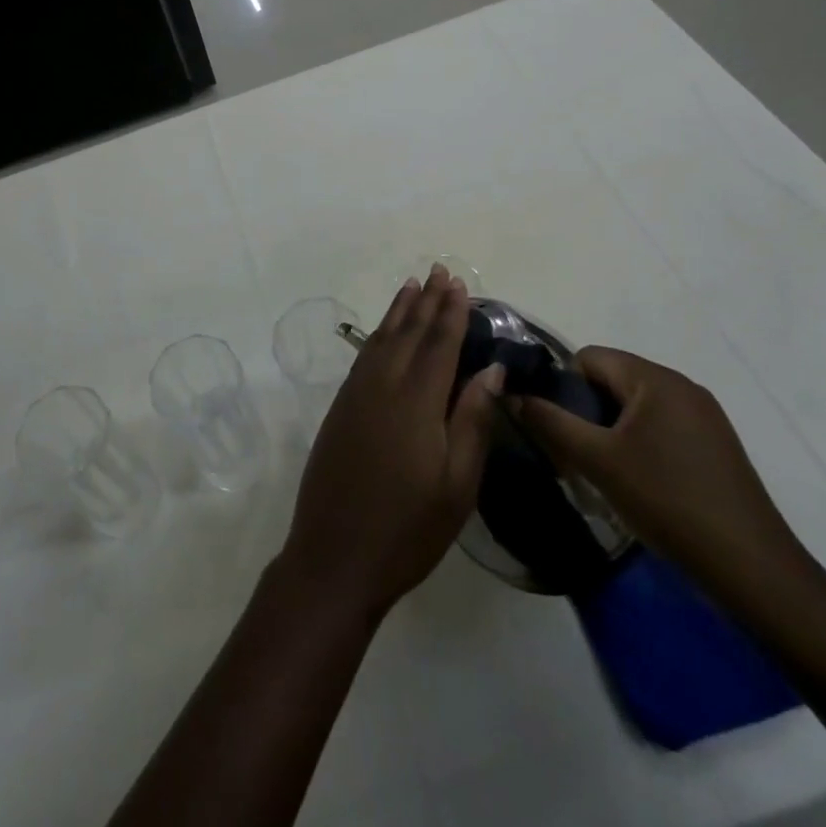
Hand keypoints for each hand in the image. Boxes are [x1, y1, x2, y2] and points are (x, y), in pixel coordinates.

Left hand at [278, 266, 504, 621]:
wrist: (334, 556)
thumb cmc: (408, 529)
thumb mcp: (457, 485)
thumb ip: (472, 420)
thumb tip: (491, 368)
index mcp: (416, 402)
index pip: (438, 344)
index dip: (451, 313)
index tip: (459, 285)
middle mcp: (382, 386)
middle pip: (408, 333)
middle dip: (426, 302)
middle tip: (439, 271)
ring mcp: (355, 395)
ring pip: (381, 339)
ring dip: (399, 311)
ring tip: (412, 286)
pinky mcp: (340, 407)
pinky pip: (363, 356)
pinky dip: (377, 334)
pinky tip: (384, 332)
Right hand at [515, 346, 812, 604]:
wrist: (752, 569)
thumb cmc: (668, 501)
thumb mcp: (597, 460)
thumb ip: (549, 421)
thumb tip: (511, 393)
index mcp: (655, 379)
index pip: (590, 357)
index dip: (563, 384)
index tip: (554, 425)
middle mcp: (682, 386)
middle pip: (613, 379)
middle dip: (585, 409)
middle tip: (572, 451)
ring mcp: (704, 416)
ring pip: (635, 405)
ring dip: (609, 429)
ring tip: (601, 470)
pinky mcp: (715, 445)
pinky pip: (660, 426)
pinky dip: (638, 443)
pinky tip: (637, 482)